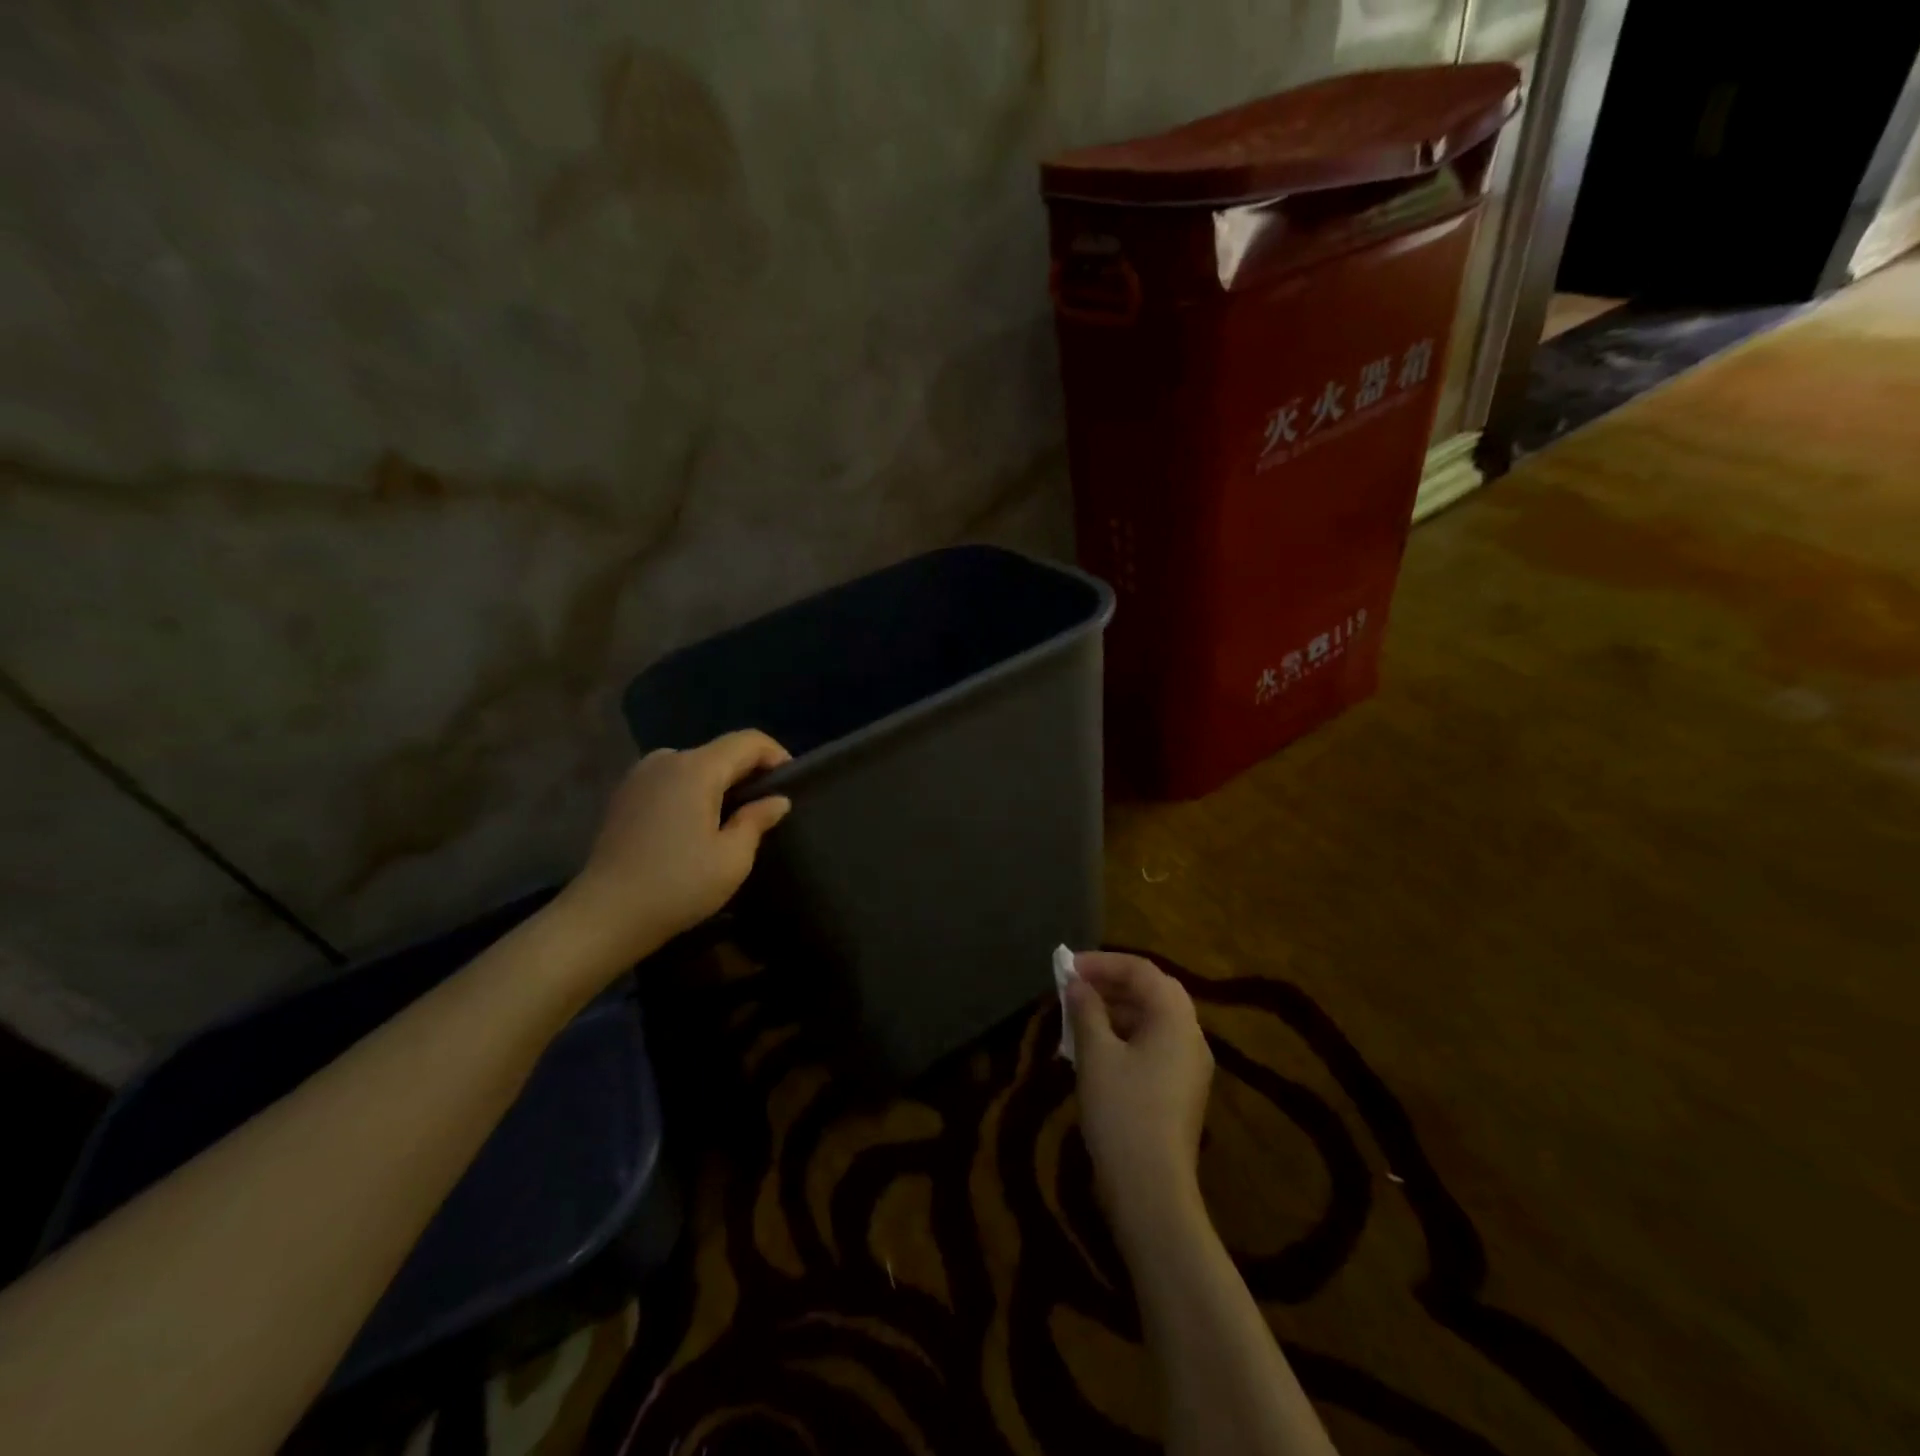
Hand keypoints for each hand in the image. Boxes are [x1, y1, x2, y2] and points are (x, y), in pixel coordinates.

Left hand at [564, 731, 792, 962]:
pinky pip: (672, 779)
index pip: (748, 741)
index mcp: (696, 769)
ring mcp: (640, 775)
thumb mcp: (732, 858)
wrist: (604, 916)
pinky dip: (692, 791)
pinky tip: (696, 825)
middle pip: (721, 751)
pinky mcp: (625, 794)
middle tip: (766, 807)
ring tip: (732, 818)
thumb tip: (777, 799)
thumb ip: (758, 820)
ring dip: (720, 783)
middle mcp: (667, 759)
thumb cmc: (677, 886)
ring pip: (695, 765)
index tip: (792, 784)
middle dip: (748, 772)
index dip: (776, 755)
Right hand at [1066, 952, 1214, 1248]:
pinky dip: (1123, 1036)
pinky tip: (1093, 1050)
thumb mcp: (1095, 1054)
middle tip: (1073, 987)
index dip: (1103, 963)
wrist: (1151, 1191)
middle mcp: (1190, 1036)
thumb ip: (1086, 1010)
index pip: (1141, 970)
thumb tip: (1077, 984)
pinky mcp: (1179, 1091)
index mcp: (1175, 1019)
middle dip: (1110, 983)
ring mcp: (1189, 1066)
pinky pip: (1152, 1046)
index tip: (1067, 968)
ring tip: (1076, 1017)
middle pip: (1151, 992)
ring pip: (1151, 1020)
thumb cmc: (1122, 1112)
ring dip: (1114, 1010)